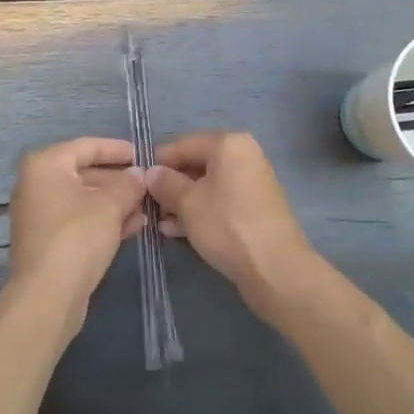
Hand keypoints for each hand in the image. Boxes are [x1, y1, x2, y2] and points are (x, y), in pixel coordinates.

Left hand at [6, 137, 146, 335]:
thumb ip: (128, 184)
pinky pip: (79, 221)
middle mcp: (37, 184)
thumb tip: (139, 174)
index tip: (144, 154)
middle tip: (148, 184)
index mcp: (46, 165)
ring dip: (115, 202)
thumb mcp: (110, 205)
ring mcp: (40, 214)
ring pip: (84, 200)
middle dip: (119, 180)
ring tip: (146, 206)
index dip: (117, 149)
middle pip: (84, 173)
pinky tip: (133, 226)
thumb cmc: (77, 236)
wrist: (47, 296)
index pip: (87, 146)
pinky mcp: (47, 241)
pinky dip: (103, 220)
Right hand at [145, 132, 315, 315]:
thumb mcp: (187, 202)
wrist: (276, 269)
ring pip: (206, 186)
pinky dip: (200, 212)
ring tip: (159, 223)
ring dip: (181, 202)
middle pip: (196, 165)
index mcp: (229, 144)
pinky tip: (177, 231)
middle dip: (170, 185)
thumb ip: (165, 183)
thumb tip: (150, 173)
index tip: (137, 181)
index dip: (158, 162)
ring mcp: (251, 183)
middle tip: (147, 206)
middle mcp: (243, 156)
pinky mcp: (254, 209)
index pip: (183, 144)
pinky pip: (220, 202)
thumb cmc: (227, 225)